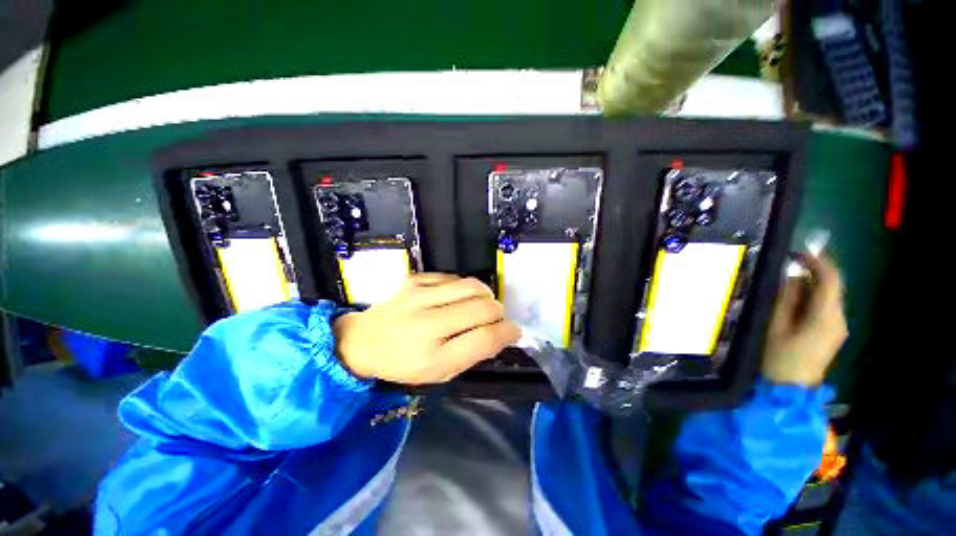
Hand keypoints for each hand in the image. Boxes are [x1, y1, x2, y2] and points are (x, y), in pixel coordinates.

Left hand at [333, 273, 520, 384]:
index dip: (507, 332)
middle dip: (499, 313)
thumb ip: (472, 353)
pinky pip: (453, 277)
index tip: (514, 331)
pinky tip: (458, 296)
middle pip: (483, 307)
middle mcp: (427, 322)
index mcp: (433, 355)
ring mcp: (420, 295)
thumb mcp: (439, 371)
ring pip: (472, 286)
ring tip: (482, 304)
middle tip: (495, 319)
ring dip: (486, 295)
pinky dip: (464, 287)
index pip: (484, 338)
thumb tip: (502, 334)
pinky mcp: (414, 280)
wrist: (363, 341)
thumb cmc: (403, 363)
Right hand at [762, 253, 847, 385]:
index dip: (817, 262)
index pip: (831, 280)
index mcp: (826, 317)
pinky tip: (795, 301)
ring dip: (811, 285)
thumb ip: (786, 299)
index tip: (798, 253)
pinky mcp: (833, 333)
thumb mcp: (775, 325)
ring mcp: (838, 327)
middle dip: (813, 272)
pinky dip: (813, 298)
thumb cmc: (778, 357)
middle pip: (832, 287)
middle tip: (787, 266)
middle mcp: (839, 319)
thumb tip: (793, 277)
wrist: (790, 389)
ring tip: (786, 283)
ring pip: (829, 297)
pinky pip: (826, 307)